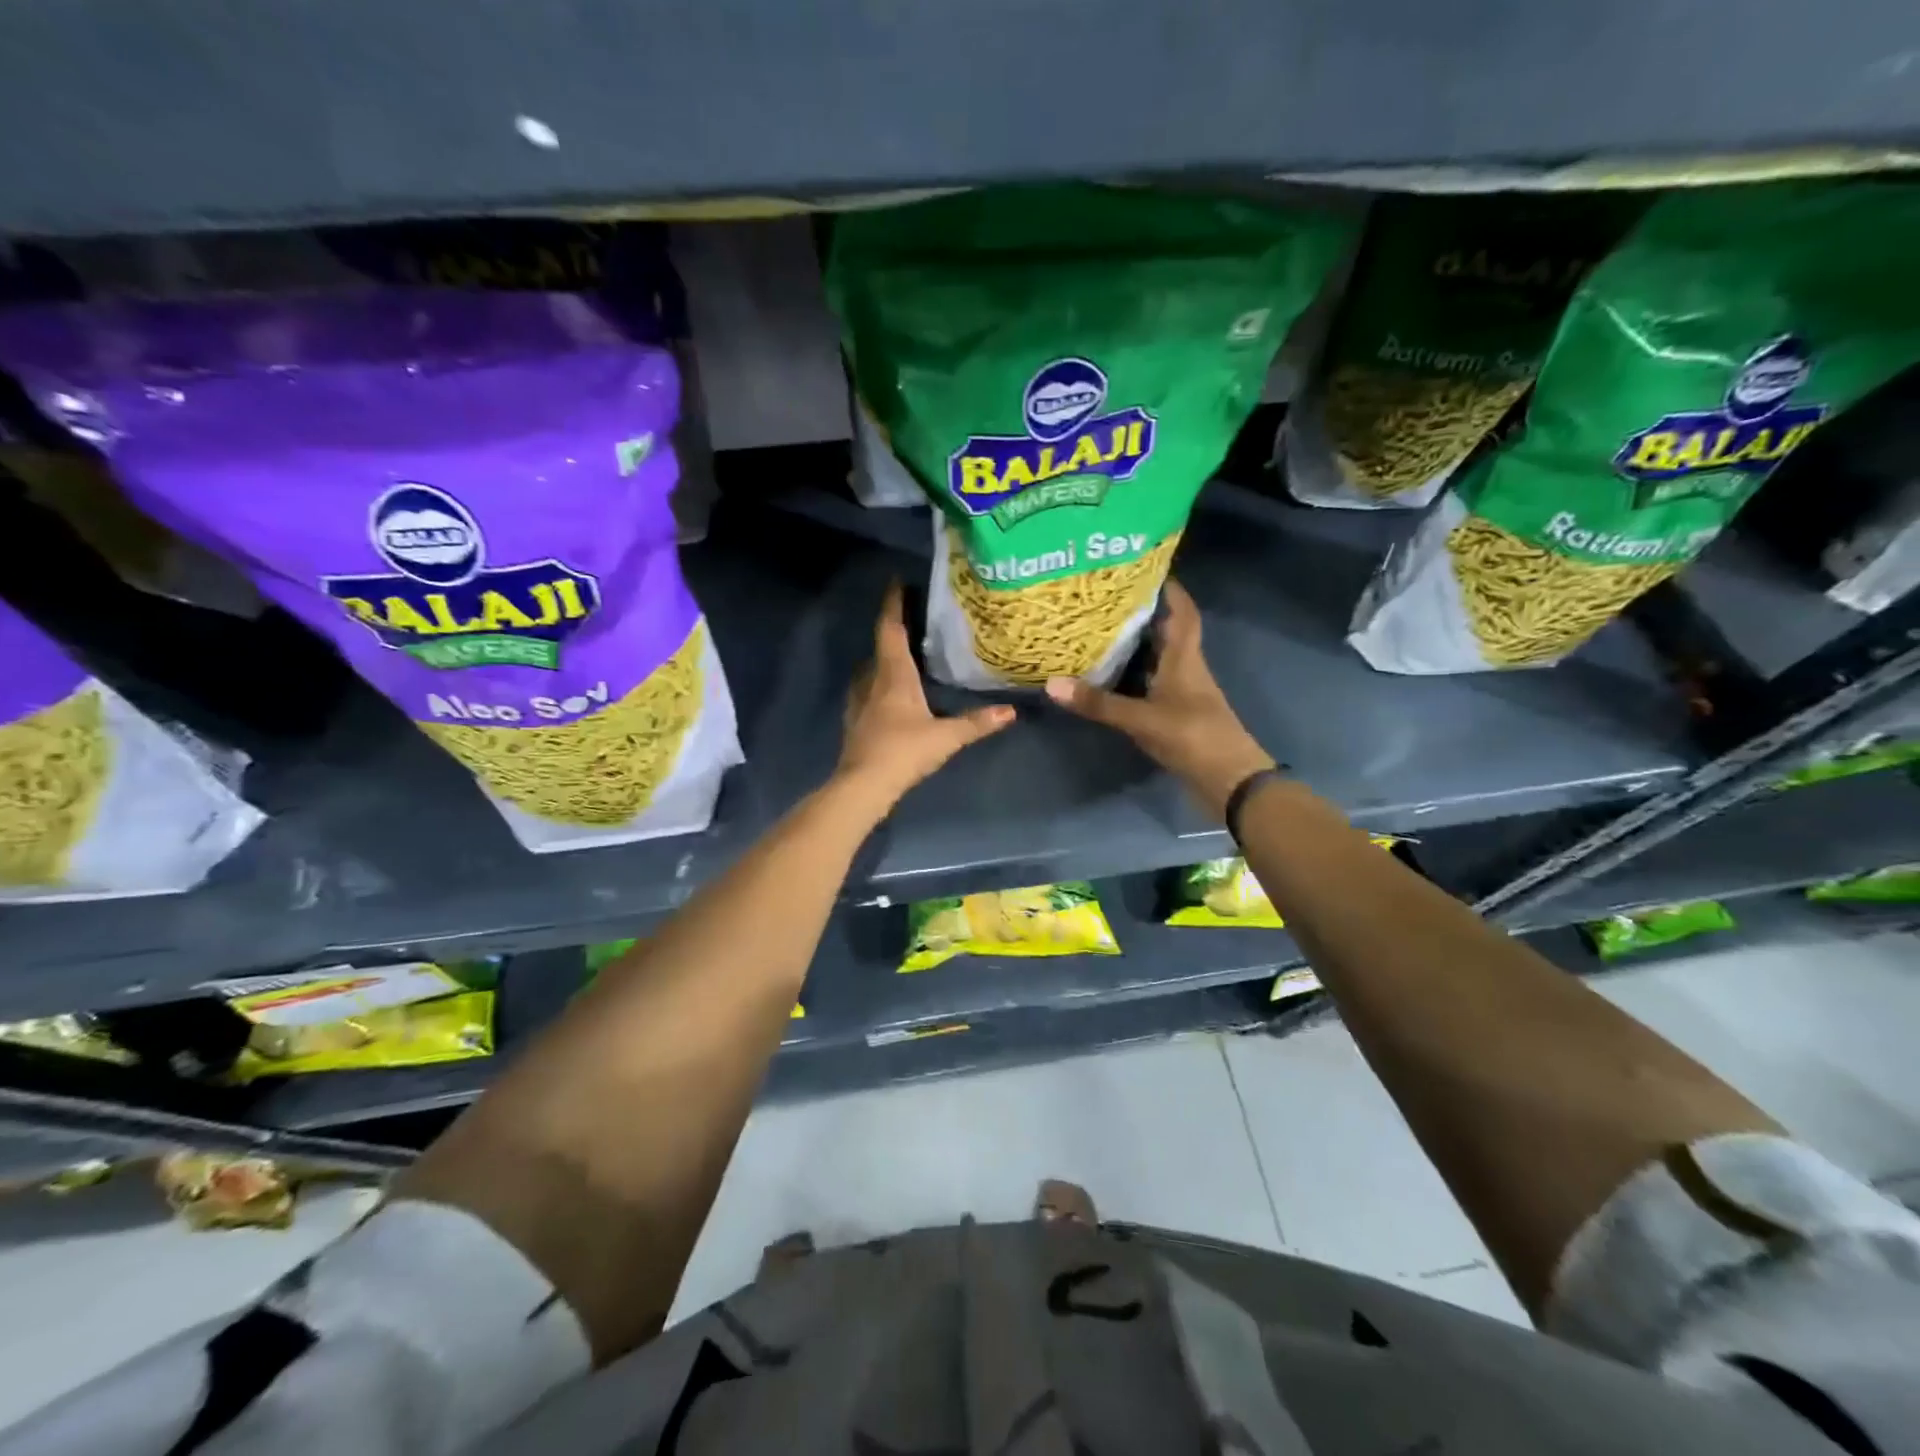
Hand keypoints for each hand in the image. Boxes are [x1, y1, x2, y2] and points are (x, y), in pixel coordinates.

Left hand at [837, 581, 1014, 807]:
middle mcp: (872, 681)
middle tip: (909, 619)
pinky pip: (865, 691)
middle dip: (892, 629)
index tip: (897, 583)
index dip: (893, 605)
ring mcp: (859, 702)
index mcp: (893, 676)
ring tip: (901, 654)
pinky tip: (886, 694)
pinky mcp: (855, 722)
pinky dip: (876, 683)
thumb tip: (1011, 712)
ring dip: (882, 658)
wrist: (863, 786)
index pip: (890, 630)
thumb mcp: (946, 737)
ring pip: (869, 670)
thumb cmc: (903, 752)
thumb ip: (977, 723)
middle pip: (879, 646)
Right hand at [1045, 579, 1272, 819]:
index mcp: (1185, 659)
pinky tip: (1110, 678)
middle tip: (1106, 600)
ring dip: (1135, 646)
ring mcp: (1183, 694)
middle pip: (1166, 633)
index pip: (1182, 613)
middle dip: (1142, 614)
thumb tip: (1052, 684)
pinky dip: (1133, 677)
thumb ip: (1099, 703)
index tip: (1146, 569)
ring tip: (1099, 632)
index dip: (1170, 589)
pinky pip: (1152, 685)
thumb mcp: (1142, 719)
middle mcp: (1186, 669)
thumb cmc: (1193, 737)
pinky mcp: (1177, 716)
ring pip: (1158, 659)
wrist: (1230, 781)